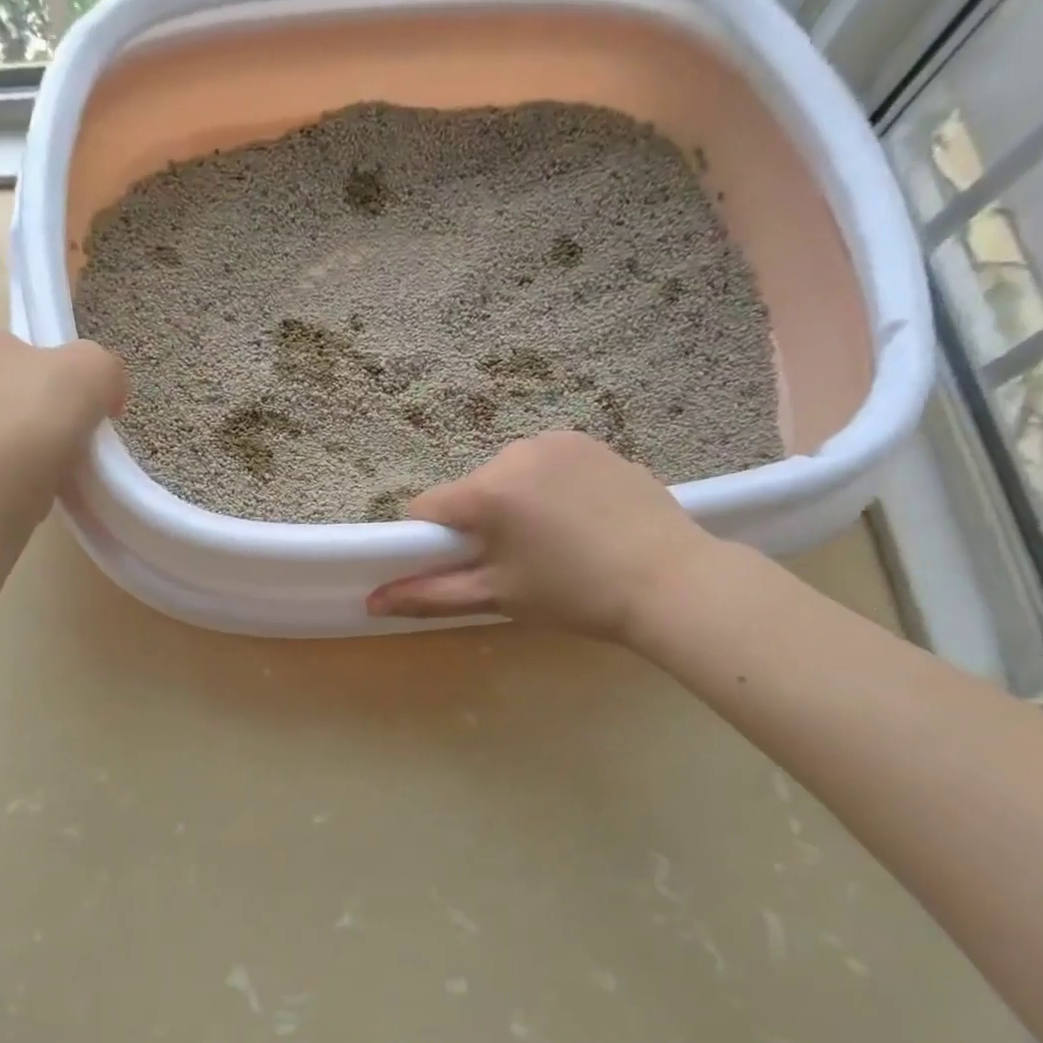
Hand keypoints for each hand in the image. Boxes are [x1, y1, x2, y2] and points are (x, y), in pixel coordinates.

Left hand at [0, 330, 126, 472]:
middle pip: (6, 388)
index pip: (2, 342)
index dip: (34, 358)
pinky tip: (57, 480)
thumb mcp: (96, 367)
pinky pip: (8, 465)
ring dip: (35, 441)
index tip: (65, 381)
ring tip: (71, 458)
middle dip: (37, 404)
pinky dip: (31, 471)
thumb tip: (108, 392)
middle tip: (74, 422)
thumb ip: (106, 369)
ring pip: (7, 430)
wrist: (8, 471)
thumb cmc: (44, 404)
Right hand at [366, 431, 722, 642]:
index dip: (430, 541)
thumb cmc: (574, 594)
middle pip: (468, 490)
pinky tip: (579, 517)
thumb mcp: (496, 597)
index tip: (460, 565)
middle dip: (477, 522)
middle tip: (516, 560)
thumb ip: (428, 595)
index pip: (425, 509)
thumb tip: (371, 601)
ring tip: (552, 539)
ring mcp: (556, 440)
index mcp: (487, 491)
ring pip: (505, 475)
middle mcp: (514, 452)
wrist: (670, 581)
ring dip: (512, 502)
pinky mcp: (590, 440)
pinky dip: (546, 487)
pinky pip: (544, 463)